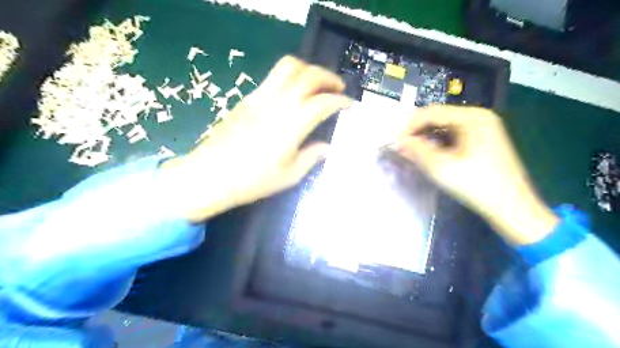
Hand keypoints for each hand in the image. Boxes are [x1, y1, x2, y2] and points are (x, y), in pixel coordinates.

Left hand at [161, 55, 350, 220]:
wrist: (210, 175)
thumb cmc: (252, 181)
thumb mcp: (289, 176)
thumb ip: (311, 157)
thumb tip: (327, 147)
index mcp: (289, 127)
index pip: (321, 103)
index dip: (340, 101)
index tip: (349, 104)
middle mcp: (275, 105)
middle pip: (306, 75)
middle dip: (327, 76)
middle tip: (338, 87)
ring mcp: (259, 98)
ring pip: (287, 67)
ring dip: (308, 70)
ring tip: (317, 83)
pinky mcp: (247, 98)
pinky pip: (273, 77)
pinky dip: (290, 77)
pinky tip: (294, 92)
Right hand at [395, 106, 559, 244]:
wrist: (512, 209)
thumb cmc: (477, 185)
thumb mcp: (441, 167)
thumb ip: (416, 150)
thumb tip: (396, 140)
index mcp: (472, 117)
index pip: (431, 112)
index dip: (409, 125)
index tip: (394, 141)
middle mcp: (478, 117)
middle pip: (438, 118)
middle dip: (417, 132)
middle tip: (401, 148)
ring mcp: (482, 129)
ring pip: (443, 128)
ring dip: (425, 139)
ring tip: (411, 153)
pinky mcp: (481, 141)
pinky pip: (452, 137)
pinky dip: (437, 144)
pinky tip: (428, 156)